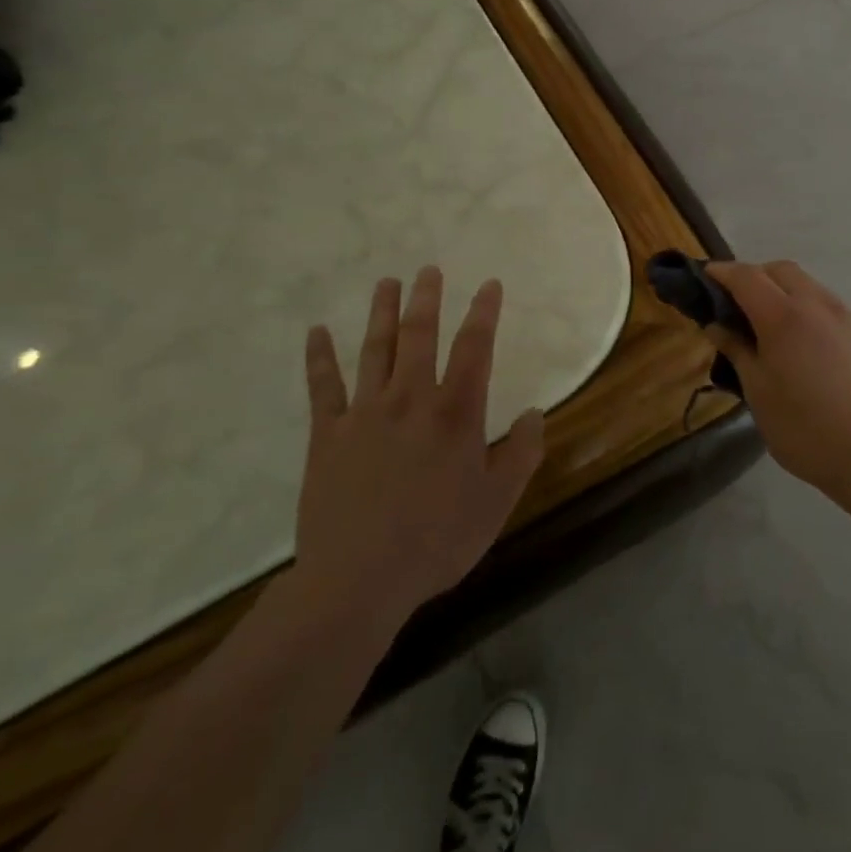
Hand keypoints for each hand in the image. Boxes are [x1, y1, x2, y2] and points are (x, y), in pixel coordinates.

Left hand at [293, 268, 545, 627]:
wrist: (358, 581)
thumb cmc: (436, 541)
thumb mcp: (496, 503)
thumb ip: (520, 454)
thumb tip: (533, 413)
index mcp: (455, 413)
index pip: (475, 348)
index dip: (484, 312)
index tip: (489, 285)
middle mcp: (411, 399)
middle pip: (420, 336)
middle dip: (427, 299)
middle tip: (428, 270)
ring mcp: (365, 413)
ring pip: (375, 350)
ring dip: (382, 313)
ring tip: (387, 283)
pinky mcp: (327, 435)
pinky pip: (322, 387)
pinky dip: (319, 357)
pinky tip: (316, 331)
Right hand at [706, 260, 850, 507]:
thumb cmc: (805, 429)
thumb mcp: (758, 392)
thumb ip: (737, 351)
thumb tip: (717, 325)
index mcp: (784, 316)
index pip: (746, 276)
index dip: (723, 272)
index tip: (706, 276)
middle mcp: (817, 305)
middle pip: (781, 270)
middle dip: (755, 275)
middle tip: (737, 303)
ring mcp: (846, 316)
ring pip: (808, 285)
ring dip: (783, 290)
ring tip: (770, 324)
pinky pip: (828, 305)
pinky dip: (807, 308)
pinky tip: (804, 343)